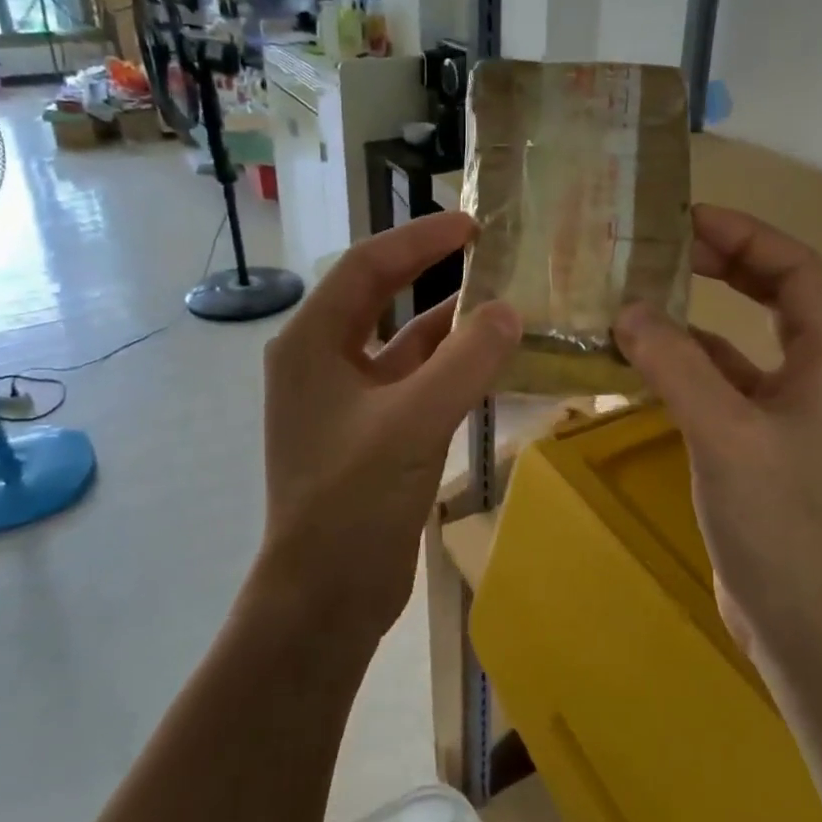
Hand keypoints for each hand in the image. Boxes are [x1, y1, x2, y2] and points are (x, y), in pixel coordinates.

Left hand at [260, 213, 521, 641]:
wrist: (324, 597)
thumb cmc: (352, 501)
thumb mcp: (414, 422)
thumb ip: (465, 362)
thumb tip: (510, 310)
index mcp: (312, 343)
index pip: (366, 267)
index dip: (418, 239)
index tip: (471, 224)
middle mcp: (322, 361)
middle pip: (379, 296)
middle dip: (428, 270)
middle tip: (485, 250)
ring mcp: (345, 400)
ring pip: (401, 343)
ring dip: (446, 323)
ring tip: (500, 302)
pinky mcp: (370, 432)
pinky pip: (413, 381)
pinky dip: (448, 367)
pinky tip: (489, 362)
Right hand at [615, 205, 821, 655]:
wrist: (807, 623)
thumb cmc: (780, 522)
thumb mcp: (725, 434)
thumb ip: (676, 364)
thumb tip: (629, 309)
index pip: (795, 268)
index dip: (744, 235)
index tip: (686, 220)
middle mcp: (820, 374)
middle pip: (775, 294)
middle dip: (721, 265)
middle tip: (660, 249)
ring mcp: (791, 411)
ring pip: (743, 341)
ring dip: (696, 317)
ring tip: (639, 298)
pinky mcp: (761, 443)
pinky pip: (723, 384)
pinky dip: (686, 365)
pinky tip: (641, 364)